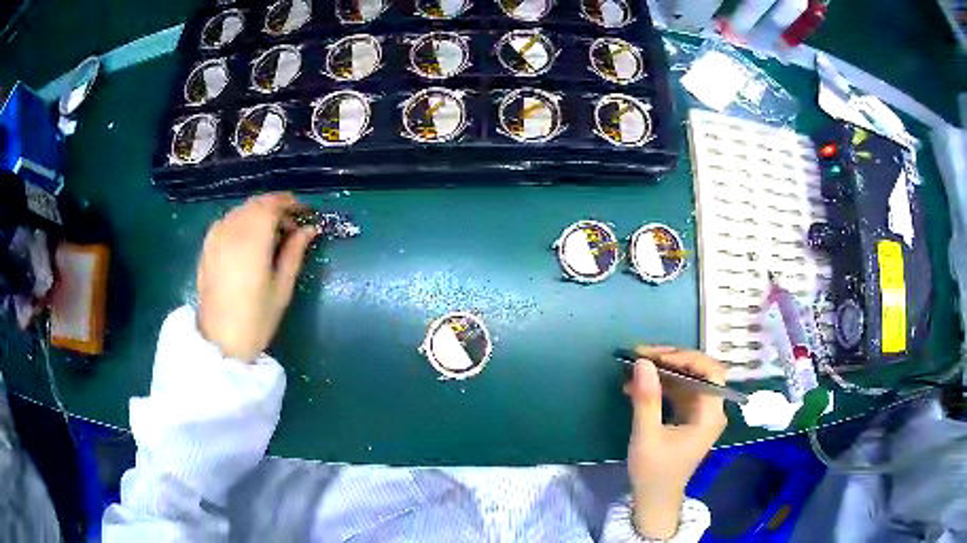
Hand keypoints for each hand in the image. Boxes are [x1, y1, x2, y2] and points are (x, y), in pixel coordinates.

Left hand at [197, 193, 316, 361]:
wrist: (220, 341)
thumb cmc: (256, 319)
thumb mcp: (282, 288)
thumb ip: (294, 253)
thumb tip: (309, 229)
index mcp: (253, 240)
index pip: (272, 205)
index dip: (290, 203)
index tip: (304, 213)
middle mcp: (232, 231)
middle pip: (256, 204)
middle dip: (275, 208)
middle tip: (290, 227)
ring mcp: (216, 237)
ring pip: (240, 210)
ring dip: (258, 214)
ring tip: (270, 235)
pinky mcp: (207, 247)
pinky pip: (227, 221)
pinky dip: (242, 222)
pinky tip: (248, 241)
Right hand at [624, 346, 727, 538]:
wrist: (655, 499)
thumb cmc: (654, 472)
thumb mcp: (646, 436)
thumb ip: (647, 399)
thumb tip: (642, 362)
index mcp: (710, 415)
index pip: (710, 372)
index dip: (687, 358)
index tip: (656, 356)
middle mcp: (711, 409)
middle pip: (700, 371)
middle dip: (672, 359)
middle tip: (641, 355)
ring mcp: (701, 412)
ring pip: (688, 378)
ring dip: (663, 370)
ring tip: (635, 365)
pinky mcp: (689, 416)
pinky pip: (679, 390)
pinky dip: (661, 384)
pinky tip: (638, 384)